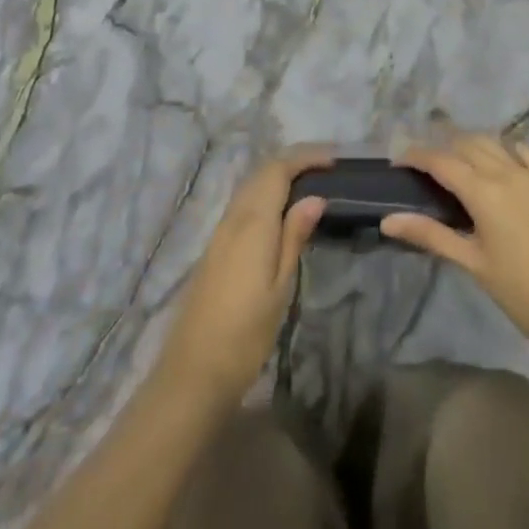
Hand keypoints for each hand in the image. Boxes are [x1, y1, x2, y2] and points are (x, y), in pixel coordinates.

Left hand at [156, 147, 330, 403]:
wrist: (194, 371)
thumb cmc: (246, 333)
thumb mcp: (280, 286)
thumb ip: (295, 236)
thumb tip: (315, 197)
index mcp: (253, 221)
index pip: (278, 169)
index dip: (306, 157)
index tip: (334, 159)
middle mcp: (234, 217)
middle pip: (262, 172)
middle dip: (293, 161)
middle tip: (326, 167)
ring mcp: (220, 231)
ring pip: (250, 186)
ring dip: (278, 175)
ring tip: (309, 183)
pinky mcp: (215, 246)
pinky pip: (243, 202)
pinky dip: (265, 192)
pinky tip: (280, 209)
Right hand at [381, 134, 528, 352]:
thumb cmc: (522, 293)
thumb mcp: (472, 263)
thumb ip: (430, 234)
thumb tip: (388, 220)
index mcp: (483, 191)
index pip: (440, 161)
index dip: (415, 156)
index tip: (398, 162)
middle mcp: (507, 171)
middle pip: (466, 145)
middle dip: (442, 150)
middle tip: (427, 168)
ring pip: (495, 144)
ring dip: (472, 147)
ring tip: (460, 164)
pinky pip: (525, 153)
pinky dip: (506, 151)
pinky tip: (502, 164)